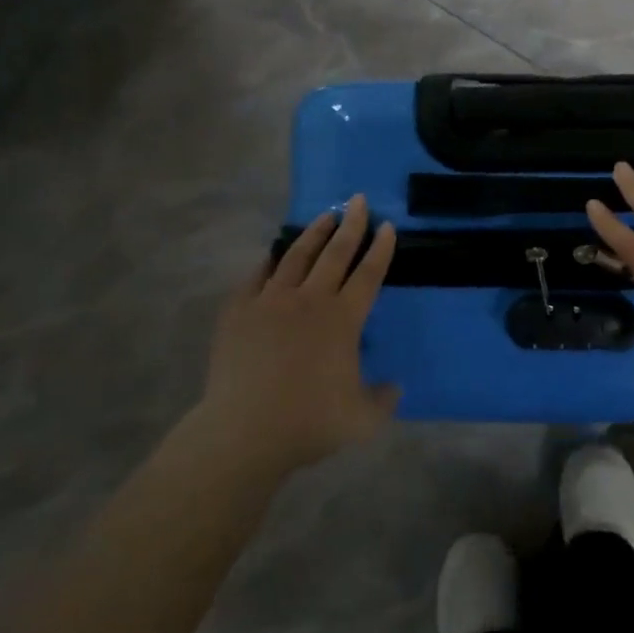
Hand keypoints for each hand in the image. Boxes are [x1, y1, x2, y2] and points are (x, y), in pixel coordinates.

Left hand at [199, 195, 399, 475]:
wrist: (244, 431)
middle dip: (350, 224)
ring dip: (313, 234)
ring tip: (324, 216)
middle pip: (335, 253)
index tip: (387, 226)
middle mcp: (310, 300)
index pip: (368, 274)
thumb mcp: (362, 420)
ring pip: (296, 256)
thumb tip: (394, 386)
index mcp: (343, 319)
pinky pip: (256, 277)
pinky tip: (272, 254)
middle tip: (358, 200)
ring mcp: (271, 301)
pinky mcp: (239, 311)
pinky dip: (268, 262)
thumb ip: (383, 399)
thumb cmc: (308, 423)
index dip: (380, 249)